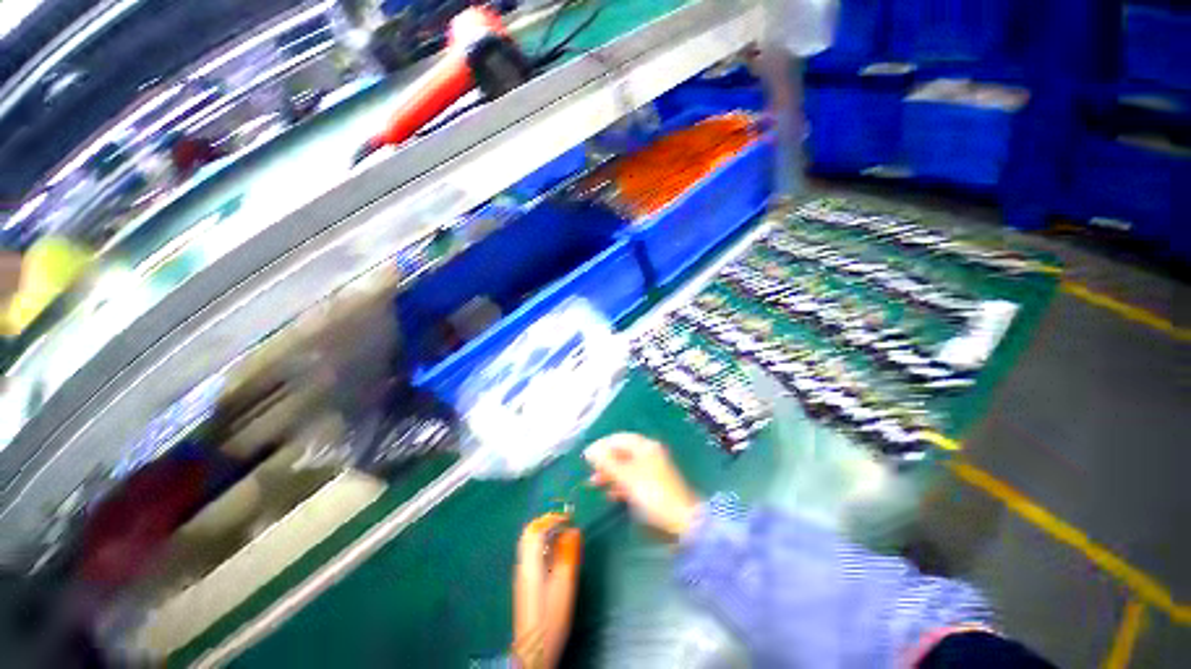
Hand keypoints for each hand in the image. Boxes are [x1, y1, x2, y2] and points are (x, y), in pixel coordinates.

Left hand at [513, 513, 580, 668]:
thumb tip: (574, 530)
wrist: (534, 650)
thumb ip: (568, 555)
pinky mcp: (524, 582)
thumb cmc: (552, 618)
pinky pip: (531, 552)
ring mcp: (521, 573)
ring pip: (528, 542)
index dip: (552, 518)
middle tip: (564, 522)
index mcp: (531, 564)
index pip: (536, 530)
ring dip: (544, 532)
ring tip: (562, 534)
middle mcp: (522, 564)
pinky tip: (555, 553)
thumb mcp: (565, 585)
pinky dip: (543, 544)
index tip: (569, 517)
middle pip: (528, 533)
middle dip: (546, 522)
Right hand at [584, 433, 701, 540]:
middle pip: (622, 451)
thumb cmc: (653, 494)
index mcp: (644, 446)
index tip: (587, 457)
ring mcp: (652, 468)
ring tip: (595, 484)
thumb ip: (607, 463)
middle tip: (590, 472)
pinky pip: (633, 477)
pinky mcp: (654, 483)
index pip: (618, 438)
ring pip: (626, 465)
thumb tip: (590, 450)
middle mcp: (649, 452)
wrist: (683, 519)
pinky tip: (611, 494)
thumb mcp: (627, 477)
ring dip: (610, 473)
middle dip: (605, 461)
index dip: (601, 445)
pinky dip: (621, 483)